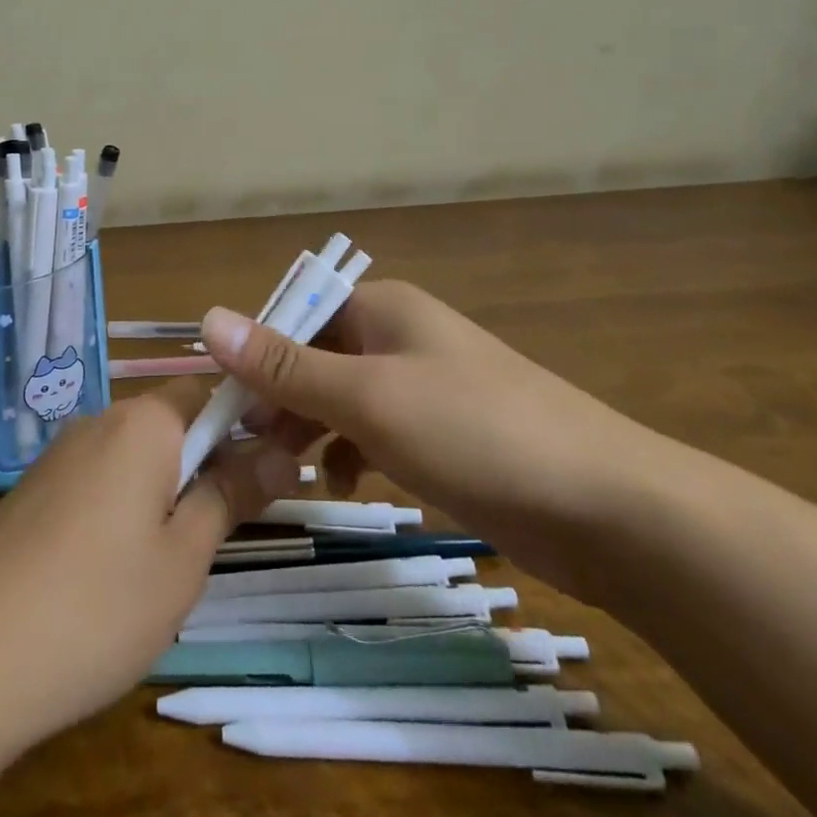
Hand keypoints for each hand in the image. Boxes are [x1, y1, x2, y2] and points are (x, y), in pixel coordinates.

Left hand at [0, 382, 299, 755]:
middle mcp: (100, 419)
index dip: (247, 422)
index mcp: (144, 422)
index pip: (210, 390)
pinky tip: (118, 568)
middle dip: (208, 460)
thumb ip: (232, 495)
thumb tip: (283, 453)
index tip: (273, 468)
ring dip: (167, 486)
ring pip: (136, 453)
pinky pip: (100, 477)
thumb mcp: (184, 557)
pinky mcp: (36, 489)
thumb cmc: (99, 604)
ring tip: (177, 557)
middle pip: (172, 421)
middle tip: (230, 524)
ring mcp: (61, 453)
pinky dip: (125, 503)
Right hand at [202, 282, 670, 599]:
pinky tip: (345, 485)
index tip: (224, 408)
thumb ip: (285, 363)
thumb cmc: (475, 432)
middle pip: (315, 357)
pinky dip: (353, 452)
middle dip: (279, 399)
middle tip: (246, 449)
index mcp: (381, 308)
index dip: (254, 357)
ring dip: (311, 428)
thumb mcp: (368, 397)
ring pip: (343, 398)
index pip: (294, 318)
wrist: (610, 509)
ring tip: (282, 470)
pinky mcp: (446, 433)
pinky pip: (377, 431)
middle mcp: (399, 336)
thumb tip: (207, 317)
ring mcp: (425, 385)